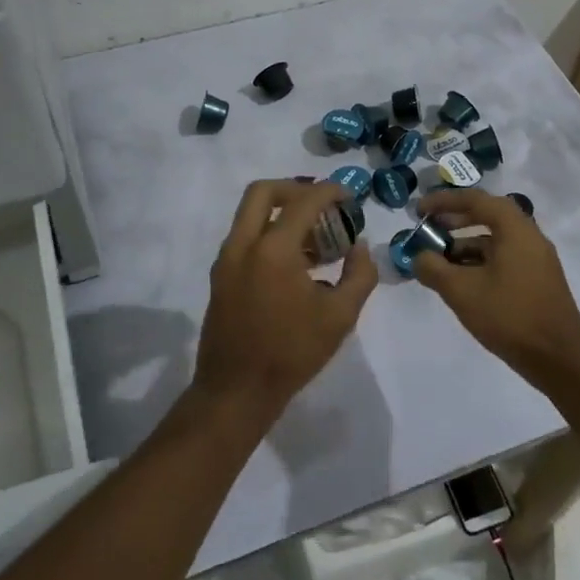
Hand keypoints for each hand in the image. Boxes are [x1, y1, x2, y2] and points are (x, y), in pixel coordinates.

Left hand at [193, 180, 378, 418]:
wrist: (236, 391)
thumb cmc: (292, 353)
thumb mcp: (340, 316)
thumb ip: (359, 275)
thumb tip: (359, 247)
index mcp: (273, 249)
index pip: (304, 201)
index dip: (330, 191)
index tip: (349, 196)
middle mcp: (243, 244)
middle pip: (263, 192)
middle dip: (294, 188)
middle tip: (321, 204)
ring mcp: (226, 260)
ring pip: (250, 214)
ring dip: (281, 214)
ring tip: (315, 239)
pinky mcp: (220, 276)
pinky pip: (245, 238)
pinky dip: (269, 234)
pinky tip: (296, 264)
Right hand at [409, 188, 579, 387]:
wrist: (560, 359)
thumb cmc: (510, 315)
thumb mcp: (462, 291)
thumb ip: (433, 268)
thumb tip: (418, 257)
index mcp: (515, 229)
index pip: (475, 200)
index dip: (443, 201)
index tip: (418, 210)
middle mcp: (529, 236)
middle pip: (487, 216)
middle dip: (453, 220)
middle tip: (427, 229)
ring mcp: (536, 260)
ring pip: (494, 241)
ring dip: (464, 245)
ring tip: (437, 261)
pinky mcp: (537, 281)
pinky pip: (503, 259)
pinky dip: (479, 262)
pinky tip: (461, 282)